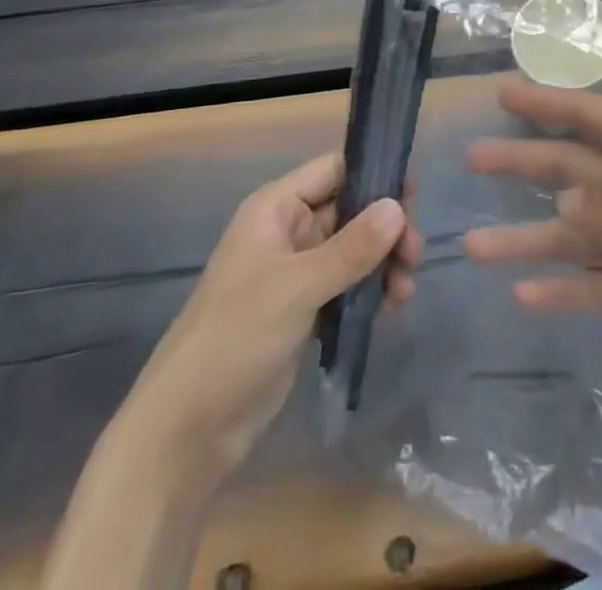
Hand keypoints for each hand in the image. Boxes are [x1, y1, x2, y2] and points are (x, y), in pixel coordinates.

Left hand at [122, 152, 424, 472]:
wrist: (187, 430)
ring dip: (383, 262)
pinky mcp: (303, 310)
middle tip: (414, 255)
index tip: (414, 195)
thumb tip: (398, 207)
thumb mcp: (297, 288)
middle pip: (350, 210)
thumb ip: (351, 247)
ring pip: (353, 249)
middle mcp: (287, 232)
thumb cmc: (235, 338)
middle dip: (385, 228)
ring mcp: (296, 273)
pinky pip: (347, 285)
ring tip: (404, 291)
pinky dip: (370, 291)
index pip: (333, 171)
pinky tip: (391, 309)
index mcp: (275, 209)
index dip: (373, 174)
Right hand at [462, 84, 601, 391]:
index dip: (548, 105)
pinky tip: (522, 293)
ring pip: (572, 236)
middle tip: (473, 158)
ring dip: (526, 237)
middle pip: (571, 171)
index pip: (592, 118)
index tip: (503, 95)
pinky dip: (561, 291)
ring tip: (473, 243)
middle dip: (523, 162)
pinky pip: (594, 291)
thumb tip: (558, 213)